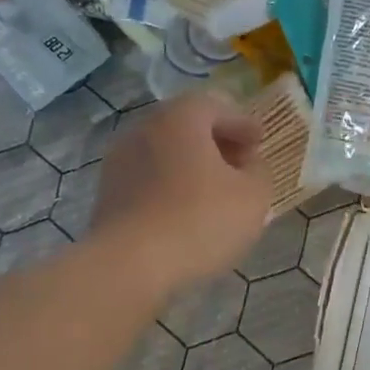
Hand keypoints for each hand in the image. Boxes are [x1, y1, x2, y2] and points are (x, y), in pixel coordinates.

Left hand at [92, 91, 271, 291]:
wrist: (130, 264)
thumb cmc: (200, 221)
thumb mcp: (253, 197)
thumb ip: (260, 173)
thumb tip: (250, 164)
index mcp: (181, 118)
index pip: (217, 106)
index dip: (244, 123)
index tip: (260, 141)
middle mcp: (145, 129)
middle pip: (188, 127)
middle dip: (217, 144)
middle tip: (241, 166)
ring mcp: (120, 161)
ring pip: (167, 155)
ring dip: (193, 168)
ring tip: (216, 194)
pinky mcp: (109, 194)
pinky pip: (150, 181)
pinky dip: (172, 188)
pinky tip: (188, 214)